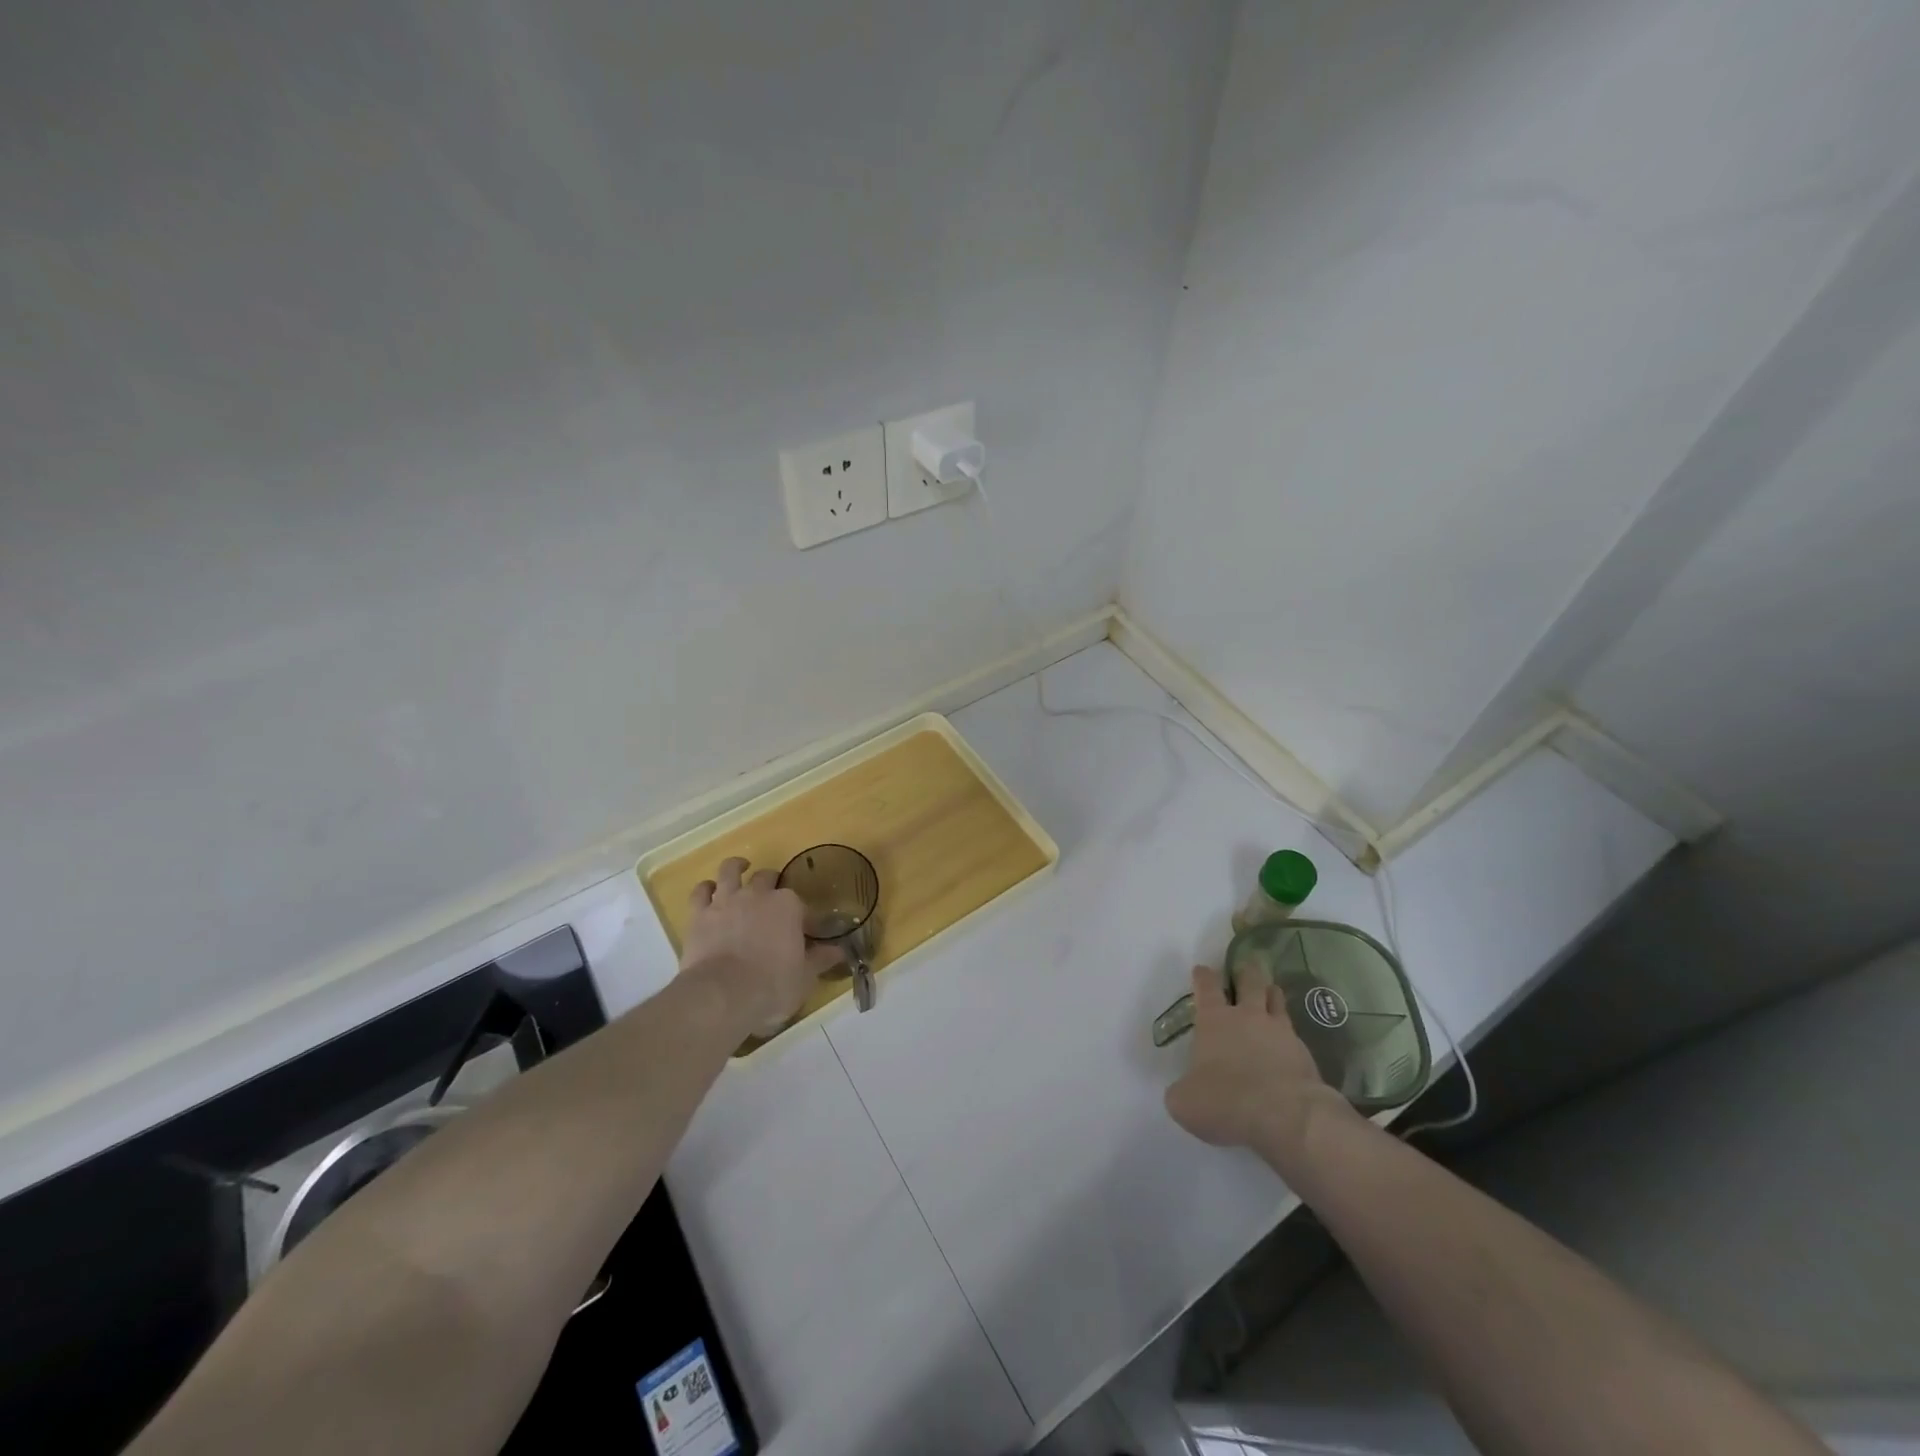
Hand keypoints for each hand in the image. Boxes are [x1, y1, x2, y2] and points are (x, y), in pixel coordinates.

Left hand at [680, 857, 844, 1033]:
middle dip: (771, 884)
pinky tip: (709, 891)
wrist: (722, 996)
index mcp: (788, 905)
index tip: (805, 932)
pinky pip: (700, 892)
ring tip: (740, 868)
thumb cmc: (772, 986)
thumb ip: (820, 959)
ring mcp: (726, 901)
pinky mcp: (699, 914)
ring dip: (736, 868)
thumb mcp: (805, 977)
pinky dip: (706, 889)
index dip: (802, 917)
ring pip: (730, 871)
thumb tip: (838, 951)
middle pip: (766, 878)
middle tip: (773, 899)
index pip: (799, 904)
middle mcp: (757, 894)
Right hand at [1164, 963, 1351, 1167]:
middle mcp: (1247, 1017)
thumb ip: (1182, 1090)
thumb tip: (1186, 1090)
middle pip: (1249, 982)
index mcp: (1214, 1020)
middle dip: (1246, 972)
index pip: (1206, 987)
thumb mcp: (1185, 1102)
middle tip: (1247, 967)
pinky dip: (1289, 1033)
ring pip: (1276, 1000)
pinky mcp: (1305, 1054)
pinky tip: (1288, 1042)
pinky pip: (1295, 1033)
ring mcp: (1280, 1032)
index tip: (1202, 969)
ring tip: (1271, 991)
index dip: (1203, 976)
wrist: (1286, 1117)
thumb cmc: (1225, 1101)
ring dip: (1271, 993)